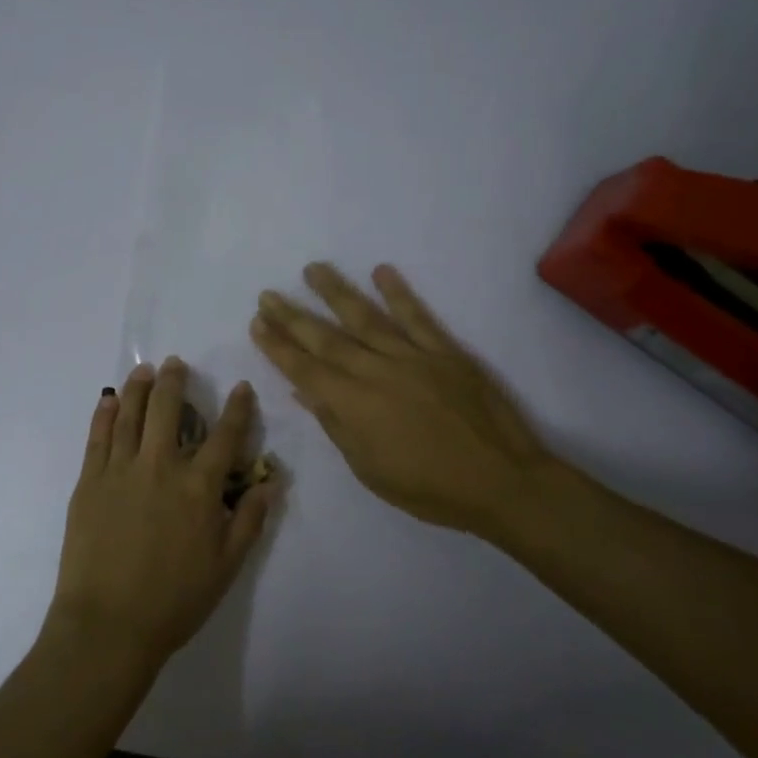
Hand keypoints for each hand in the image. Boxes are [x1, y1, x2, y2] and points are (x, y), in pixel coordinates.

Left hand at [46, 359, 278, 676]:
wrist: (108, 624)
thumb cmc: (174, 600)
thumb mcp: (226, 567)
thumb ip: (249, 520)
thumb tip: (271, 482)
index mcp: (198, 488)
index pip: (224, 437)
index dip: (236, 409)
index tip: (240, 387)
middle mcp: (161, 467)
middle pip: (169, 411)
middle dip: (175, 382)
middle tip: (176, 363)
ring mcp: (120, 470)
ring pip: (132, 415)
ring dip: (139, 388)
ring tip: (143, 370)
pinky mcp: (89, 481)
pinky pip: (97, 437)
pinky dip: (105, 414)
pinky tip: (109, 400)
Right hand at [251, 262, 560, 541]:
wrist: (501, 481)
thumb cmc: (428, 488)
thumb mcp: (369, 468)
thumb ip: (336, 425)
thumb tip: (305, 391)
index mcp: (353, 403)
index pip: (304, 368)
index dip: (277, 345)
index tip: (257, 322)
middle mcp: (375, 371)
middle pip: (326, 338)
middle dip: (293, 316)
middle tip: (268, 294)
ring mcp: (412, 356)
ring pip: (365, 317)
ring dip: (336, 292)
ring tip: (312, 269)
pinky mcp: (445, 351)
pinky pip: (417, 316)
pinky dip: (398, 293)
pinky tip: (381, 270)